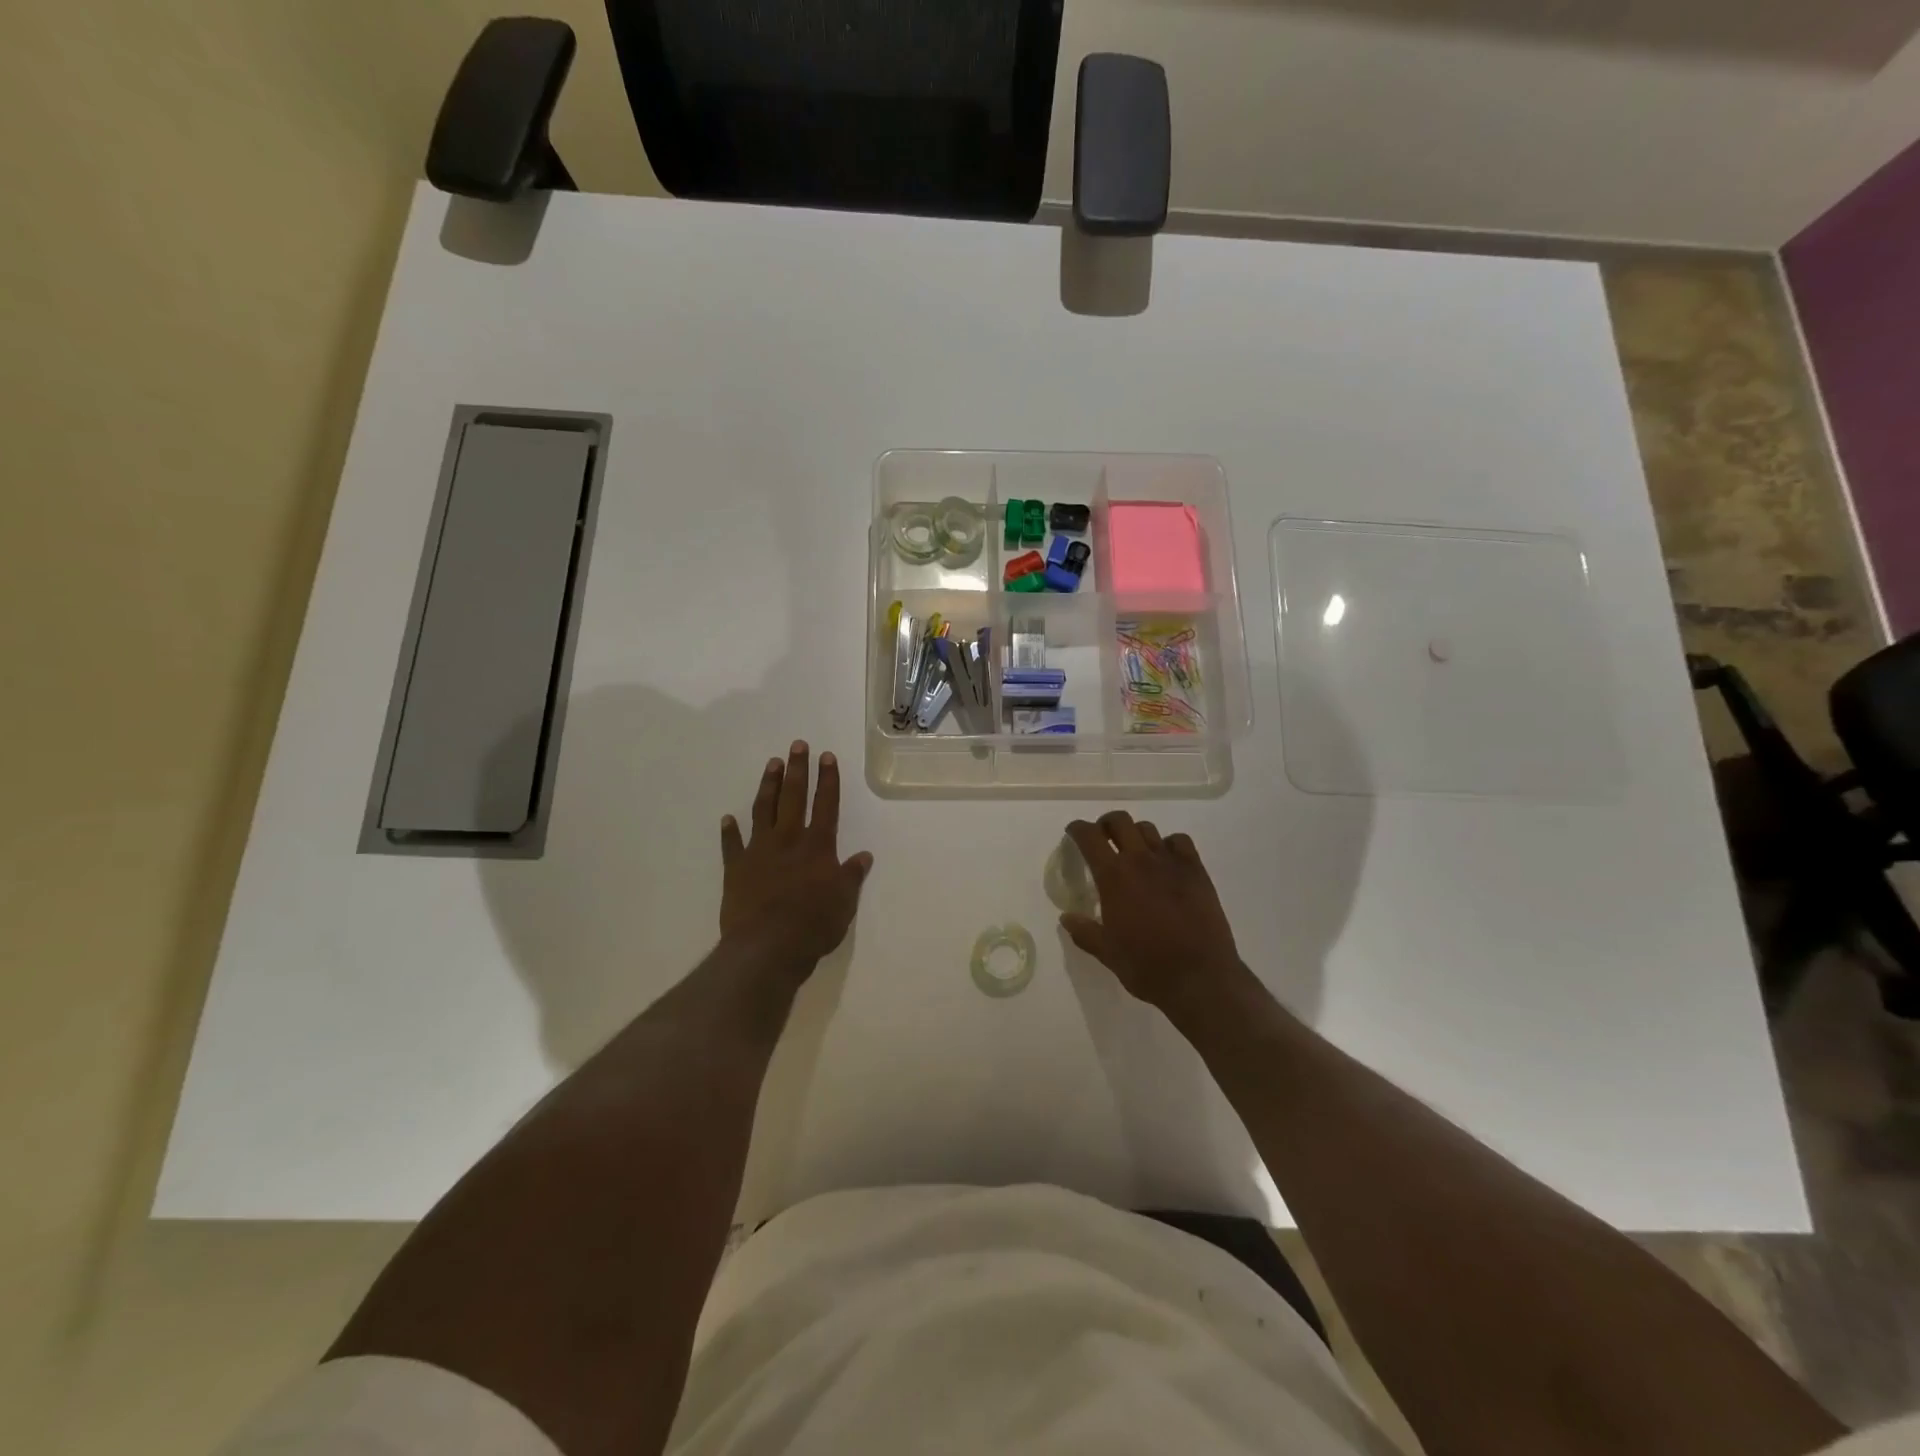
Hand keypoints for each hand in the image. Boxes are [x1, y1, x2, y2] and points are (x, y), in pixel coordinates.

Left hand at [720, 741, 872, 977]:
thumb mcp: (844, 902)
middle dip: (797, 770)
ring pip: (763, 811)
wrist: (767, 947)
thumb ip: (851, 876)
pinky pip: (732, 845)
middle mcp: (788, 840)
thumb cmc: (813, 925)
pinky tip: (727, 819)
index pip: (826, 805)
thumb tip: (863, 856)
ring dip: (768, 786)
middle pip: (793, 797)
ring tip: (772, 764)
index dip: (828, 780)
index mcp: (818, 846)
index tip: (827, 757)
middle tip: (797, 745)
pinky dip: (730, 831)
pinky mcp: (736, 869)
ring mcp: (759, 852)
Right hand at [1061, 812, 1247, 1016]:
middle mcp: (1140, 860)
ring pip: (1148, 829)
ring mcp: (1171, 863)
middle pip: (1120, 821)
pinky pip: (1179, 841)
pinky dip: (1168, 844)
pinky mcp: (1196, 871)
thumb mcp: (1107, 953)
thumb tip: (1066, 918)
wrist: (1200, 977)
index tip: (1073, 832)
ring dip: (1135, 834)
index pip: (1090, 837)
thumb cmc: (1147, 966)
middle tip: (1103, 838)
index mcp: (1114, 877)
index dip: (1078, 829)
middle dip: (1106, 824)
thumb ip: (1084, 931)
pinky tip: (1166, 860)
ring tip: (1134, 851)